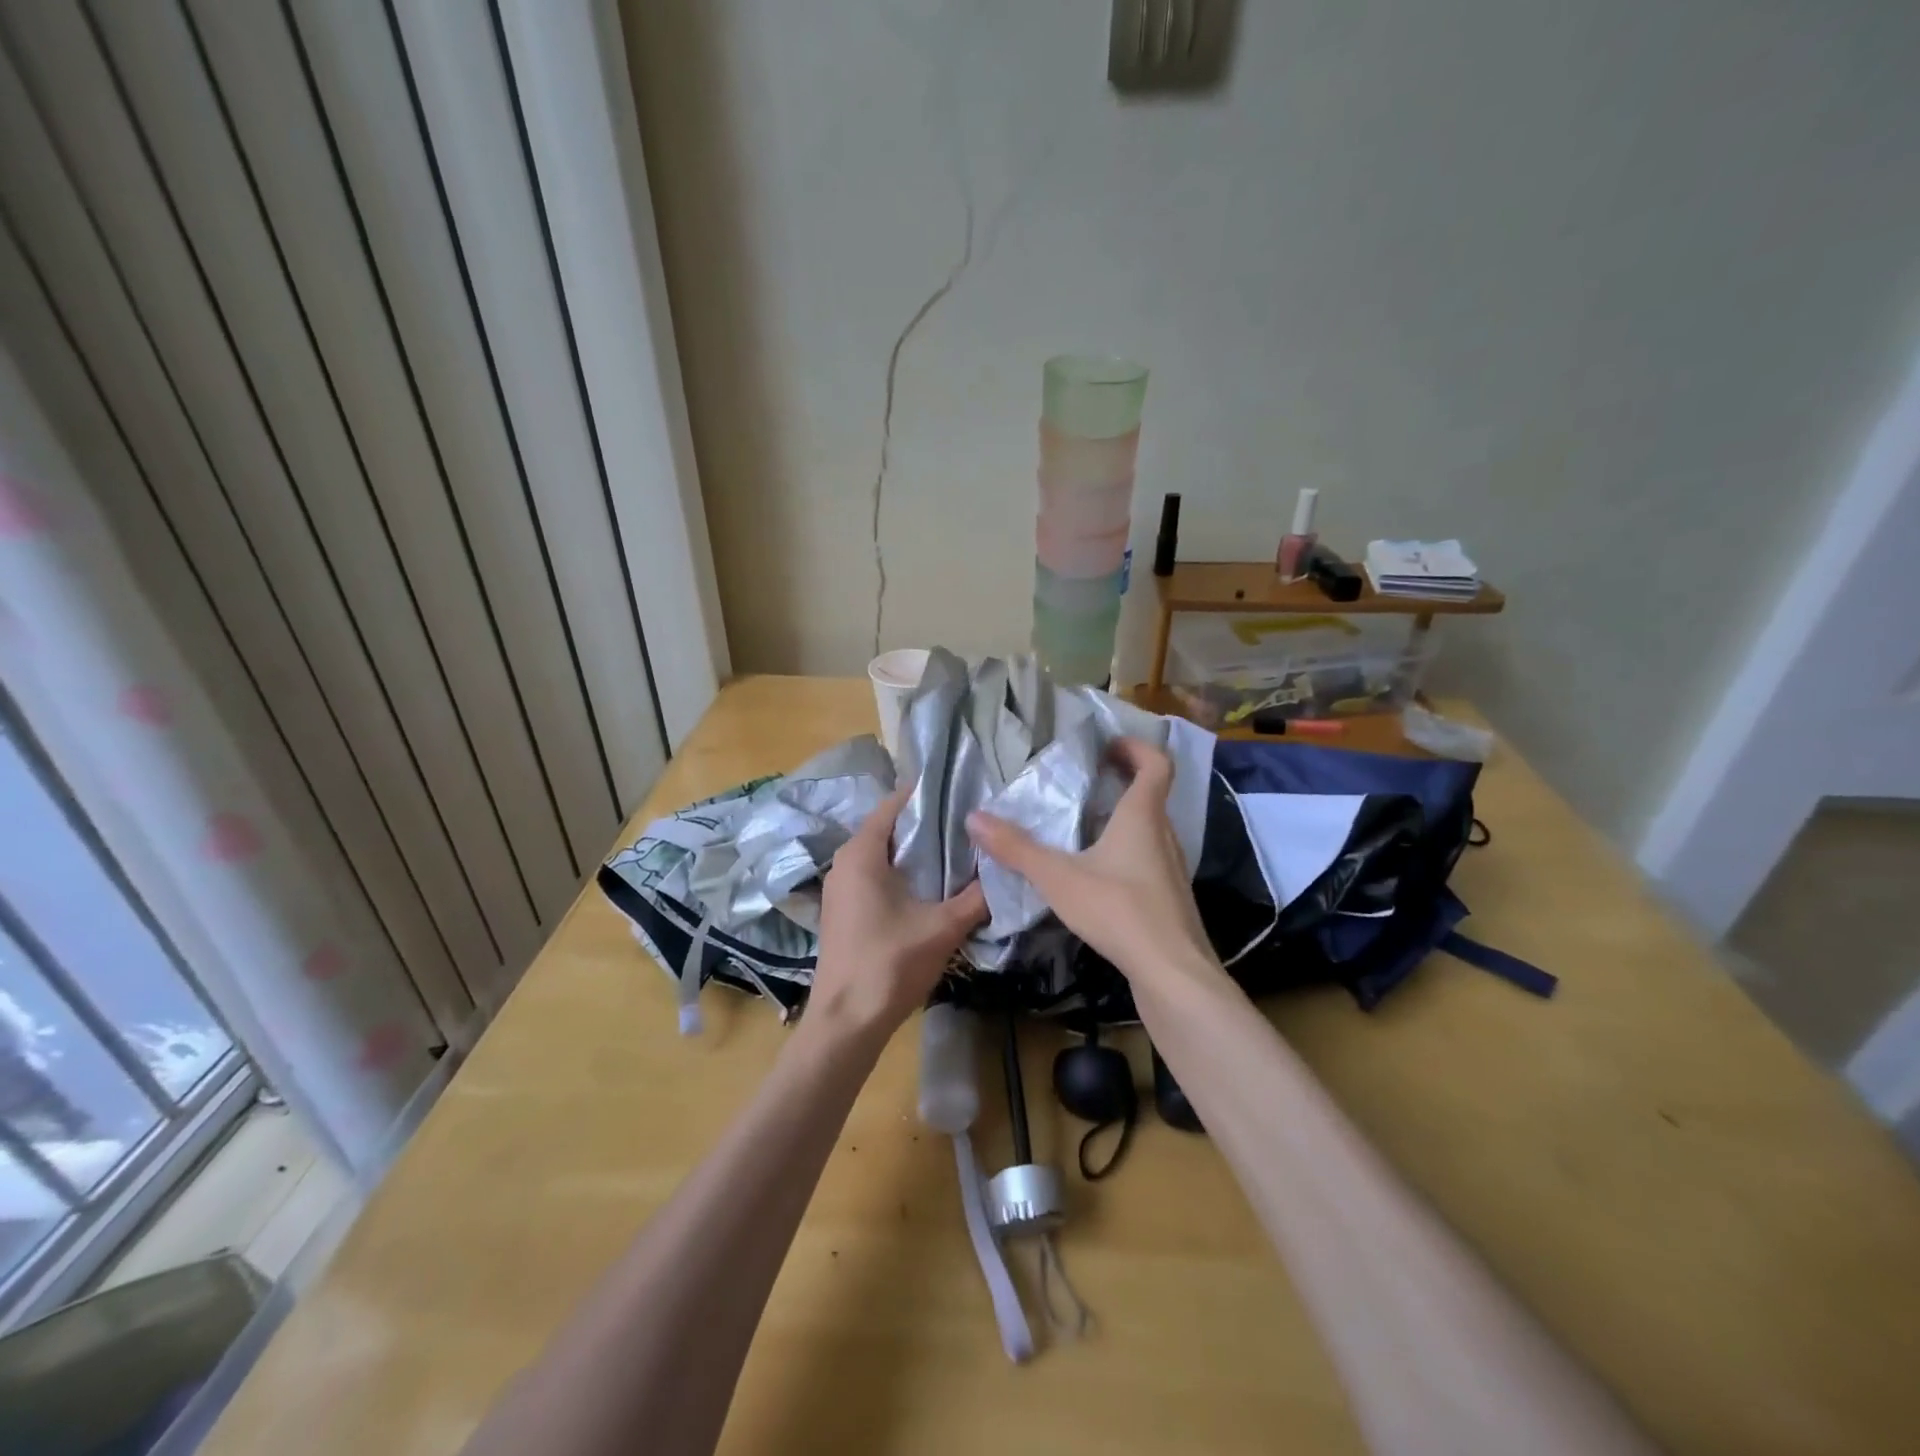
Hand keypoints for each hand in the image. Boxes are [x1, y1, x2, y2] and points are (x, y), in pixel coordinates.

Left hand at [811, 789, 987, 1040]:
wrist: (846, 1022)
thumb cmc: (890, 964)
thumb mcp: (943, 927)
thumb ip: (976, 897)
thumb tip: (1004, 871)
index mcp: (861, 853)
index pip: (895, 804)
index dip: (929, 796)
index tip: (964, 795)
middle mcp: (844, 862)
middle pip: (889, 829)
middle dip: (928, 826)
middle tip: (968, 826)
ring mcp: (840, 889)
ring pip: (882, 855)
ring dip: (916, 853)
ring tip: (958, 853)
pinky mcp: (843, 912)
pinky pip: (875, 877)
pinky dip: (902, 874)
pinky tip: (931, 889)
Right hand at [967, 737, 1222, 990]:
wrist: (1172, 973)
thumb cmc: (1119, 910)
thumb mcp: (1059, 878)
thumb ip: (1017, 848)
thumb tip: (974, 818)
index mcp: (1143, 817)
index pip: (1156, 764)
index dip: (1136, 748)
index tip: (1108, 746)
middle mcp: (1164, 835)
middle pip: (1152, 795)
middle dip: (1123, 781)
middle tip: (1088, 780)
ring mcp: (1172, 869)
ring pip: (1151, 830)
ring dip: (1124, 818)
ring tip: (1086, 825)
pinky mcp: (1170, 898)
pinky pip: (1149, 859)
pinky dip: (1127, 851)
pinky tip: (1100, 874)